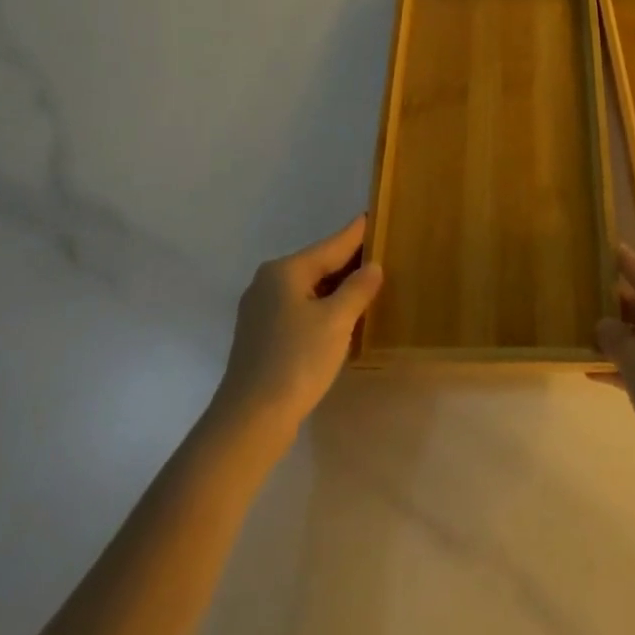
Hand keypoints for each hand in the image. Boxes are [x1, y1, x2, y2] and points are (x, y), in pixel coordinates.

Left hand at [213, 215, 384, 439]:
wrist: (251, 419)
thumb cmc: (297, 360)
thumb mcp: (337, 321)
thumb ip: (358, 289)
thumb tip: (373, 267)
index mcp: (285, 271)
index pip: (332, 244)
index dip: (357, 233)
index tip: (374, 215)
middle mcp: (268, 282)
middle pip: (319, 264)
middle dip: (350, 262)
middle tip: (383, 253)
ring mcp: (261, 310)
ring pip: (309, 288)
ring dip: (338, 288)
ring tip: (370, 284)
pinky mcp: (262, 336)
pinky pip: (301, 309)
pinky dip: (324, 307)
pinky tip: (343, 316)